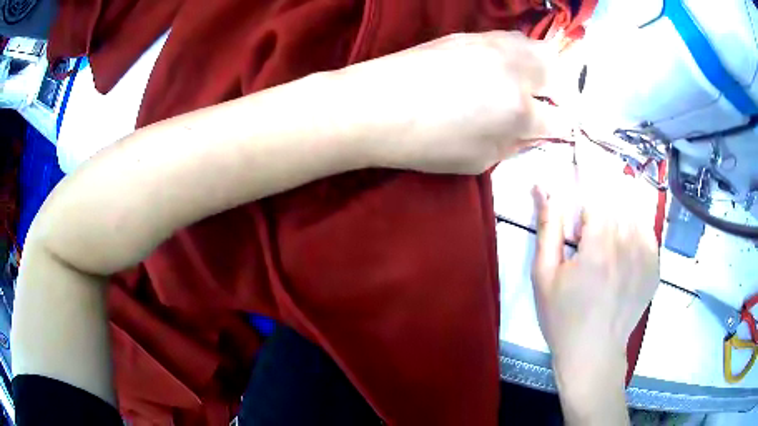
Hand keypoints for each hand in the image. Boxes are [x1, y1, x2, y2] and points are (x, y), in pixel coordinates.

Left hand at [333, 31, 564, 173]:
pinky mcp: (469, 35)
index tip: (556, 132)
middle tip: (547, 104)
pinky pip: (507, 39)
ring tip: (528, 83)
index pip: (559, 120)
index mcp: (518, 111)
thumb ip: (514, 144)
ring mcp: (490, 46)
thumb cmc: (425, 144)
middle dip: (561, 90)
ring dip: (540, 66)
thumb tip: (533, 132)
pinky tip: (500, 66)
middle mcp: (513, 71)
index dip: (562, 129)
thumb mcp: (479, 159)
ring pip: (535, 48)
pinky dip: (515, 53)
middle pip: (556, 71)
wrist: (376, 106)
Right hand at [530, 141, 659, 423]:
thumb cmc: (563, 318)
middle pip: (619, 193)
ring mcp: (647, 255)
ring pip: (635, 207)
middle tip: (592, 200)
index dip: (588, 166)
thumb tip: (543, 187)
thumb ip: (548, 227)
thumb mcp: (545, 275)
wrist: (594, 354)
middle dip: (603, 186)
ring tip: (605, 224)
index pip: (598, 187)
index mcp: (599, 246)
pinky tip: (622, 239)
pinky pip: (647, 227)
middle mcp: (629, 244)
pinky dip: (635, 222)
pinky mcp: (655, 265)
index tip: (581, 146)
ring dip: (619, 202)